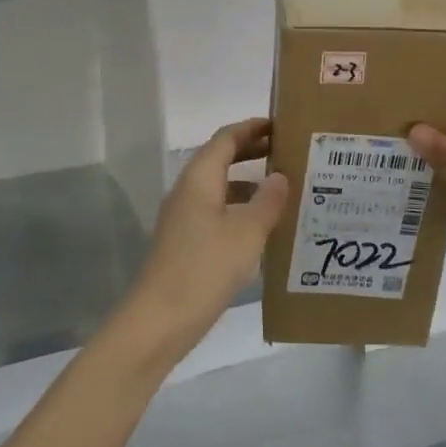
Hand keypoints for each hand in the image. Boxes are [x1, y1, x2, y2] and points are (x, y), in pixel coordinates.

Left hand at [120, 118, 288, 361]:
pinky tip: (262, 226)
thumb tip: (280, 175)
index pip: (226, 138)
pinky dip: (239, 207)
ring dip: (247, 181)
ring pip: (219, 186)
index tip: (281, 124)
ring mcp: (184, 217)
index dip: (252, 127)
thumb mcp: (246, 233)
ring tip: (282, 187)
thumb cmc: (204, 268)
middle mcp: (188, 191)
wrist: (158, 322)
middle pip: (220, 158)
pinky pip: (216, 210)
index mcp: (200, 179)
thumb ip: (267, 201)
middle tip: (287, 150)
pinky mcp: (185, 242)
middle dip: (252, 150)